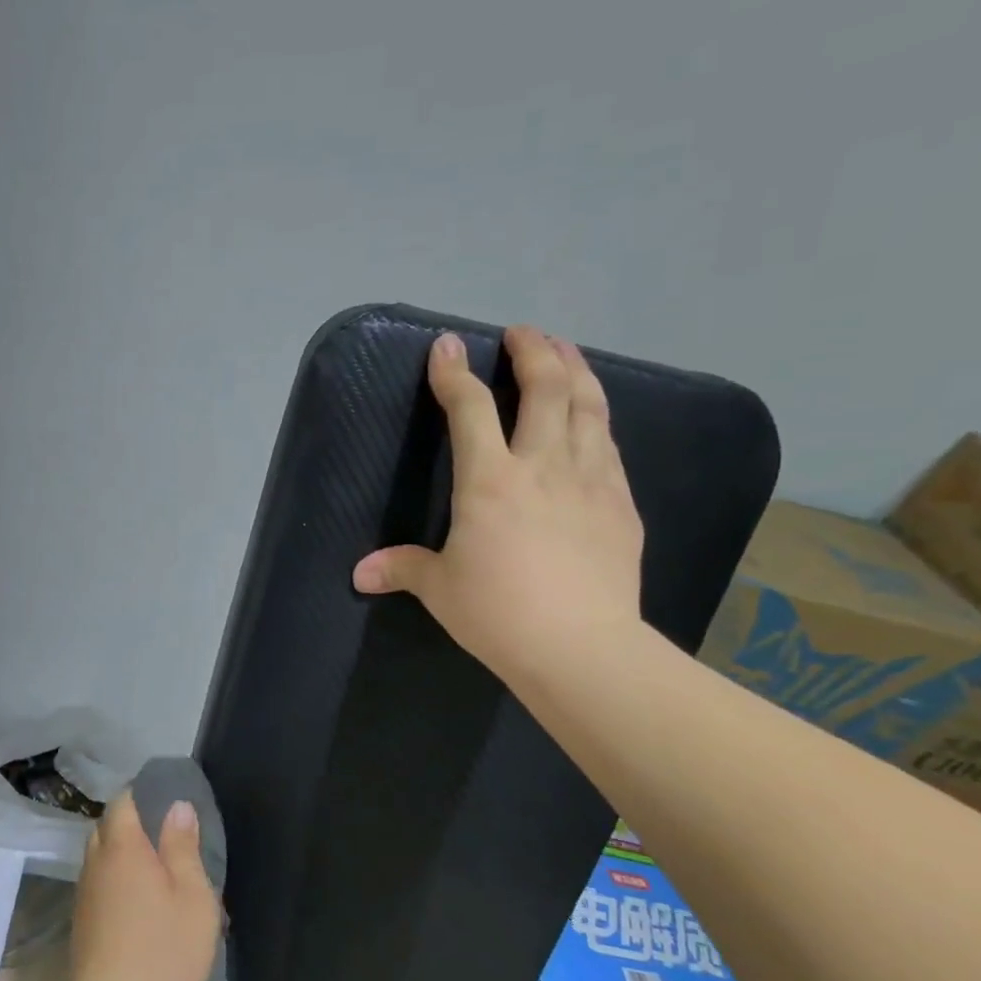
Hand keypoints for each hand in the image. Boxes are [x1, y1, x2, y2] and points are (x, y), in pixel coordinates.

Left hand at [66, 794, 221, 980]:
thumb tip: (178, 806)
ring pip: (101, 858)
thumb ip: (183, 847)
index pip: (123, 802)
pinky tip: (139, 905)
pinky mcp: (81, 923)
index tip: (168, 802)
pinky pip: (98, 884)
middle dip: (133, 825)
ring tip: (157, 873)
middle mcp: (96, 862)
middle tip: (167, 839)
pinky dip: (116, 882)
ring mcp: (84, 894)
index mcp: (123, 847)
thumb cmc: (163, 951)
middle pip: (108, 828)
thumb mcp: (192, 897)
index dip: (143, 795)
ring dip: (123, 856)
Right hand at [352, 327, 644, 684]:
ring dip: (575, 370)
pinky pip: (609, 445)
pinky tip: (593, 419)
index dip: (453, 373)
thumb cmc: (498, 613)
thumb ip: (402, 568)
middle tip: (522, 333)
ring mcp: (590, 480)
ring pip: (588, 406)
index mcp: (489, 481)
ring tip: (565, 351)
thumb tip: (359, 574)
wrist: (580, 647)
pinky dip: (597, 418)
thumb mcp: (440, 589)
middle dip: (533, 351)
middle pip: (545, 388)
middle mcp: (541, 466)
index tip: (446, 345)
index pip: (469, 409)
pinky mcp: (620, 503)